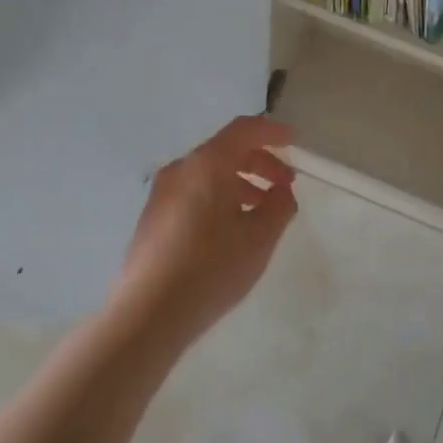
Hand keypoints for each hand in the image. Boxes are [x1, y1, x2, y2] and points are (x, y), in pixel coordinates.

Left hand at [109, 115, 297, 349]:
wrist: (148, 312)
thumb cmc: (211, 268)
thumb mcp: (259, 238)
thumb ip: (279, 206)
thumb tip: (281, 192)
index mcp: (207, 164)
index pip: (244, 130)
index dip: (272, 131)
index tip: (294, 141)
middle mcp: (180, 169)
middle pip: (226, 150)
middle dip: (260, 162)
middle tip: (285, 185)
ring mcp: (162, 193)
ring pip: (208, 174)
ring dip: (240, 183)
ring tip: (262, 210)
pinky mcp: (153, 217)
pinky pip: (193, 192)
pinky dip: (219, 197)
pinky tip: (231, 228)